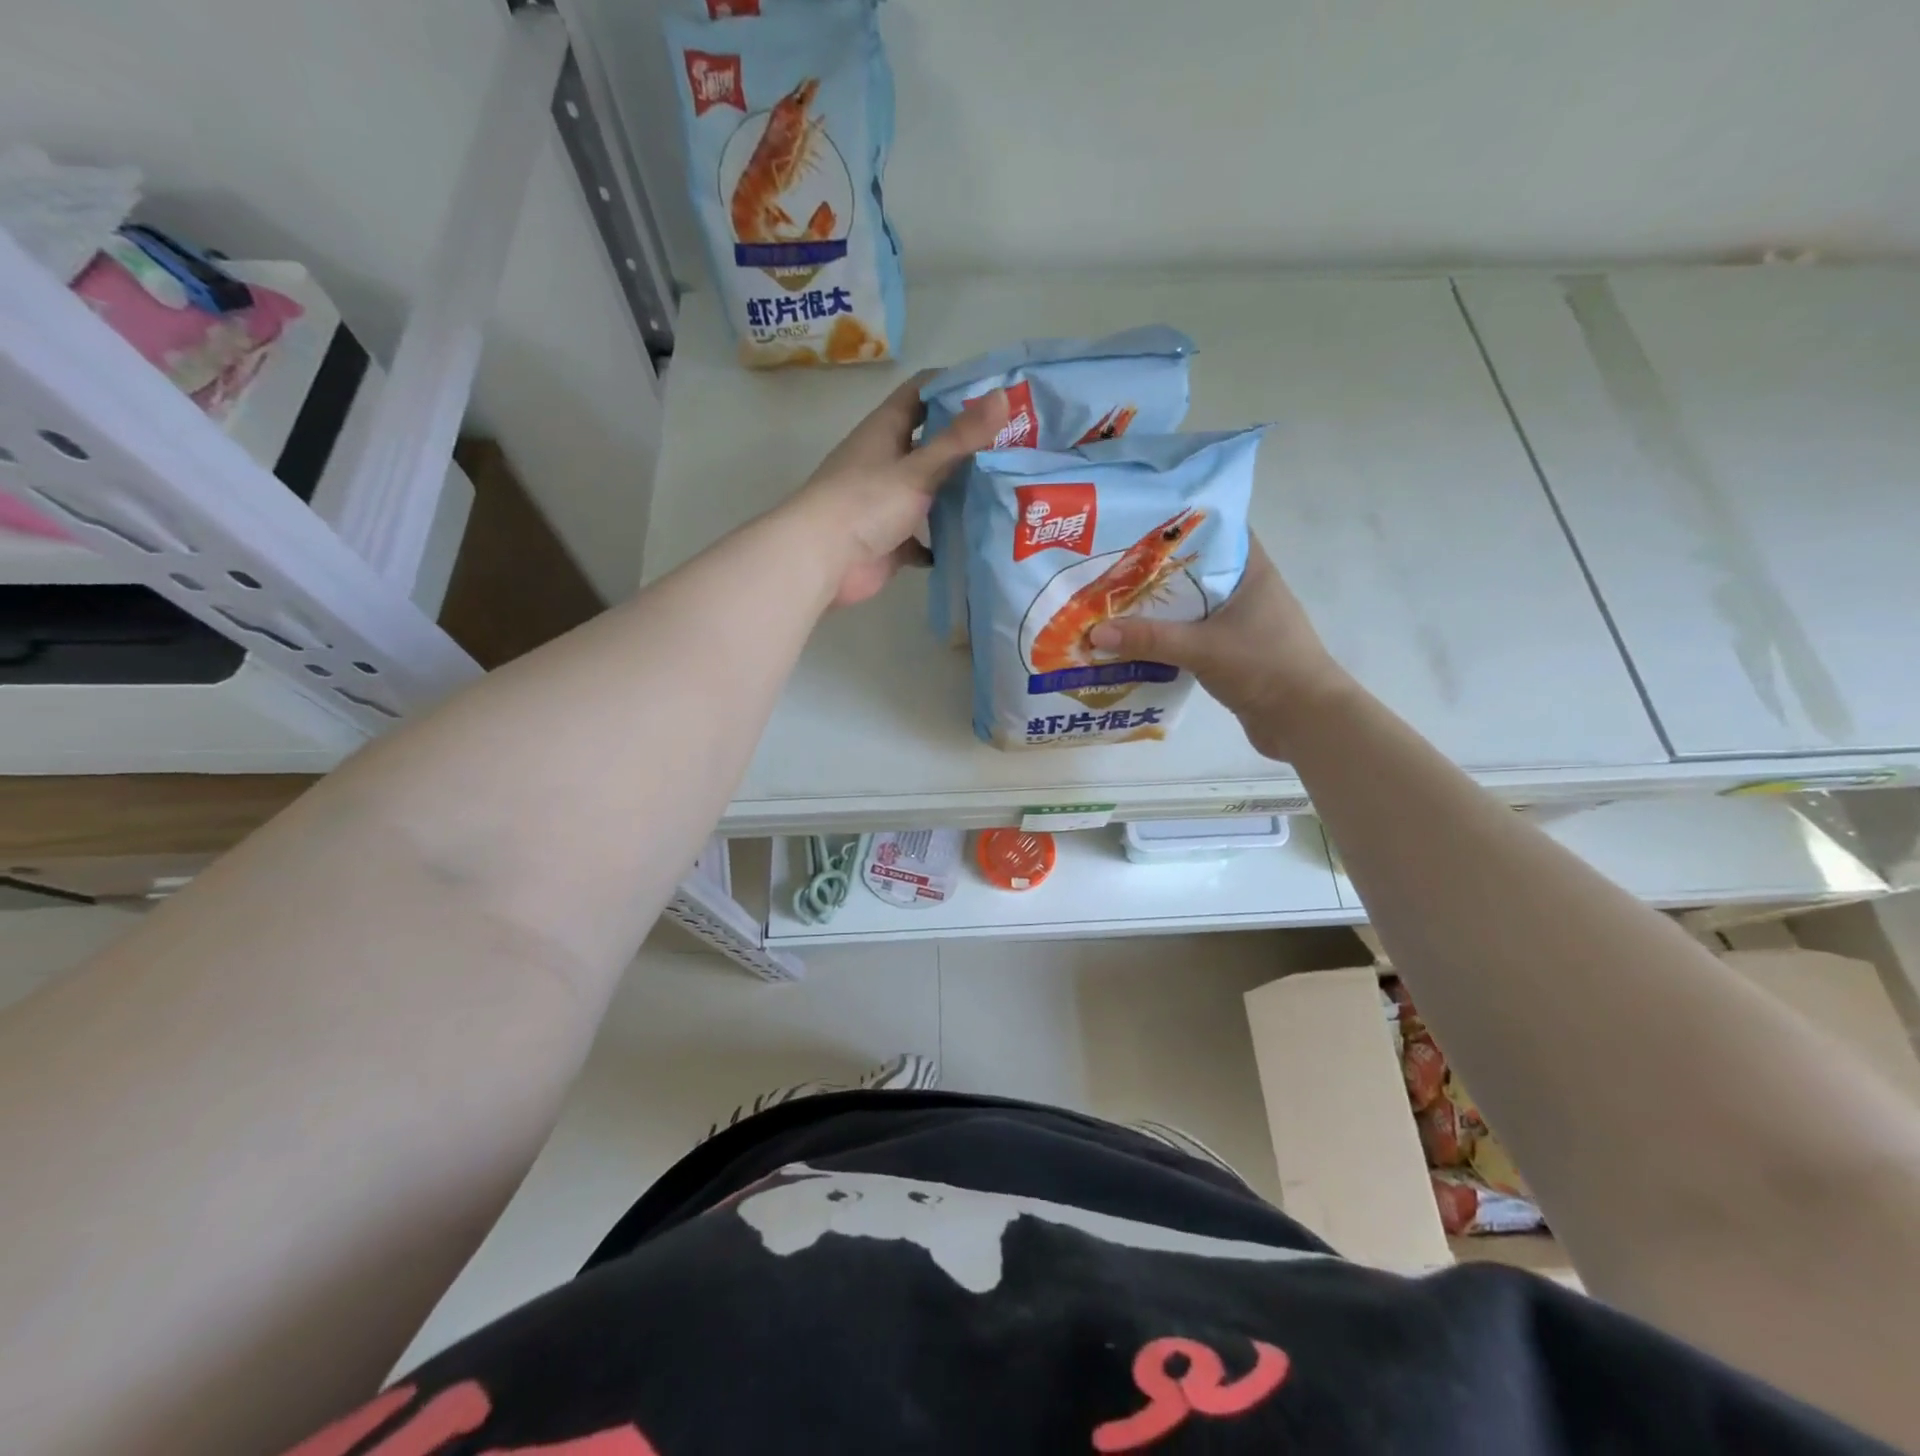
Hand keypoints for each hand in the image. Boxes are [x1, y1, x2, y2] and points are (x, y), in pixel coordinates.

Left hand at [788, 373, 1008, 607]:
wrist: (821, 561)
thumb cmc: (866, 503)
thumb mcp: (918, 467)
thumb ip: (961, 438)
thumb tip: (1004, 395)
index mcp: (886, 430)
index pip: (923, 392)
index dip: (956, 386)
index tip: (998, 392)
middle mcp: (886, 461)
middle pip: (931, 444)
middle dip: (968, 445)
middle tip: (1016, 445)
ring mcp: (887, 503)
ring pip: (930, 492)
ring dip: (959, 493)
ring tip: (1006, 491)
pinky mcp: (890, 540)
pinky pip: (924, 537)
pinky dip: (944, 540)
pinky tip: (975, 541)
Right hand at [1087, 537, 1352, 760]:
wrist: (1305, 720)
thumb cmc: (1264, 667)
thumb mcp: (1202, 648)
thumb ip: (1150, 639)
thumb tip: (1095, 632)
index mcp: (1251, 572)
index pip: (1217, 532)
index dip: (1181, 526)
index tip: (1139, 527)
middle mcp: (1247, 591)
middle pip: (1196, 571)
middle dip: (1157, 571)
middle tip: (1112, 568)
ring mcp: (1241, 624)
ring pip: (1192, 607)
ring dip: (1160, 609)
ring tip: (1115, 603)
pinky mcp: (1233, 653)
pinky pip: (1193, 636)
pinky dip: (1168, 638)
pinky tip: (1136, 643)